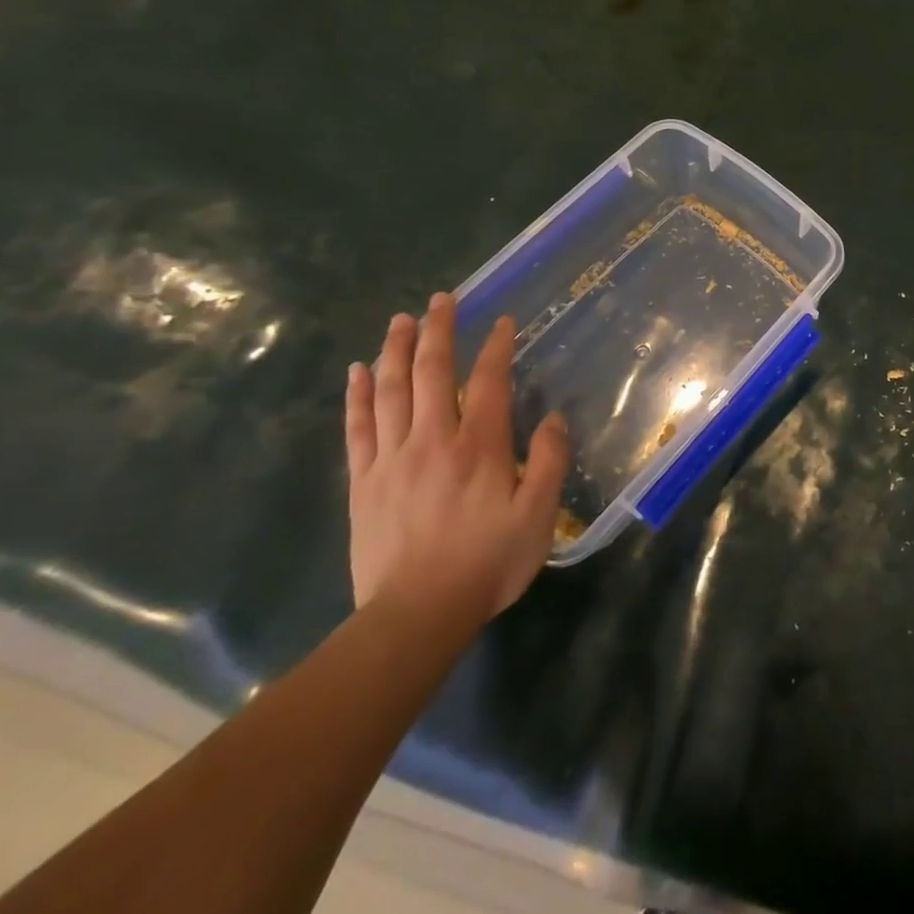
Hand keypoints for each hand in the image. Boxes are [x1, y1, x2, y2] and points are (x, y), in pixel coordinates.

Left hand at [345, 293, 569, 622]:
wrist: (416, 615)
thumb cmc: (487, 563)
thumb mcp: (538, 516)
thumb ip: (550, 462)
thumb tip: (556, 418)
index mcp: (480, 446)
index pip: (488, 381)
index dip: (495, 347)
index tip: (501, 320)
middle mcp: (434, 439)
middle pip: (432, 373)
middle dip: (439, 331)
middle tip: (442, 299)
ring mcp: (392, 458)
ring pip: (391, 390)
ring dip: (397, 350)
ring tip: (401, 319)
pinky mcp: (363, 482)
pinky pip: (358, 427)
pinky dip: (357, 395)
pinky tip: (358, 370)